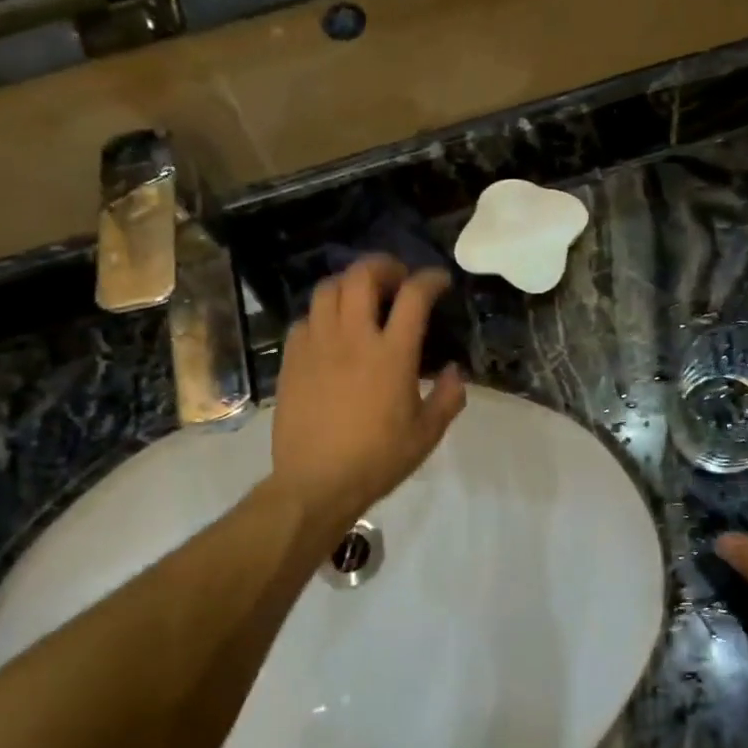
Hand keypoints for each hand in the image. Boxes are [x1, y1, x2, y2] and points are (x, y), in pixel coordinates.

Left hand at [271, 256, 466, 535]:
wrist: (316, 482)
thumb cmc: (378, 460)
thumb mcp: (427, 434)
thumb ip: (449, 397)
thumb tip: (455, 371)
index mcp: (392, 355)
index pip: (413, 296)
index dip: (430, 279)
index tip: (439, 282)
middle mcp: (353, 338)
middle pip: (362, 276)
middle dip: (384, 265)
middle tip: (397, 277)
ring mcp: (317, 345)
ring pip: (328, 289)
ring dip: (350, 283)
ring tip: (361, 296)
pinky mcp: (292, 359)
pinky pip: (306, 318)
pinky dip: (323, 314)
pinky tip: (332, 330)